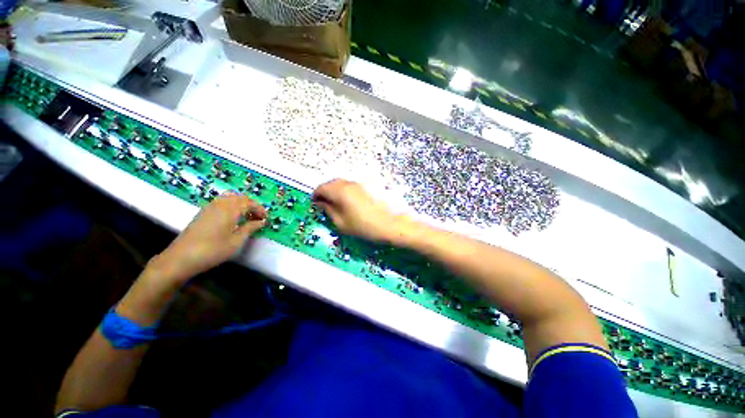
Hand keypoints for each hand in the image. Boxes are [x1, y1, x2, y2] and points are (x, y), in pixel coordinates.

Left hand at [149, 193, 267, 283]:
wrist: (181, 258)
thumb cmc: (213, 250)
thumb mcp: (236, 241)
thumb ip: (250, 228)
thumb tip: (261, 222)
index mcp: (230, 209)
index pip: (249, 203)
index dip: (260, 209)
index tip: (266, 218)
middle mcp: (220, 204)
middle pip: (239, 197)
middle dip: (251, 205)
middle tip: (257, 217)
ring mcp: (209, 207)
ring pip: (229, 198)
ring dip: (241, 204)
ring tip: (246, 217)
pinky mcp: (202, 213)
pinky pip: (221, 202)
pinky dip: (231, 206)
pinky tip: (232, 219)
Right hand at [313, 179, 404, 242]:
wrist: (389, 225)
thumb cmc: (363, 227)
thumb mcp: (341, 223)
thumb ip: (328, 210)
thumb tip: (321, 203)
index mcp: (340, 191)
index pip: (321, 188)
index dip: (315, 196)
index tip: (315, 205)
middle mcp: (348, 183)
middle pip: (330, 183)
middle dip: (325, 193)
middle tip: (324, 205)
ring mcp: (358, 184)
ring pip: (341, 183)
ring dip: (334, 191)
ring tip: (335, 204)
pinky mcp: (366, 187)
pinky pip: (350, 186)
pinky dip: (344, 191)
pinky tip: (347, 202)